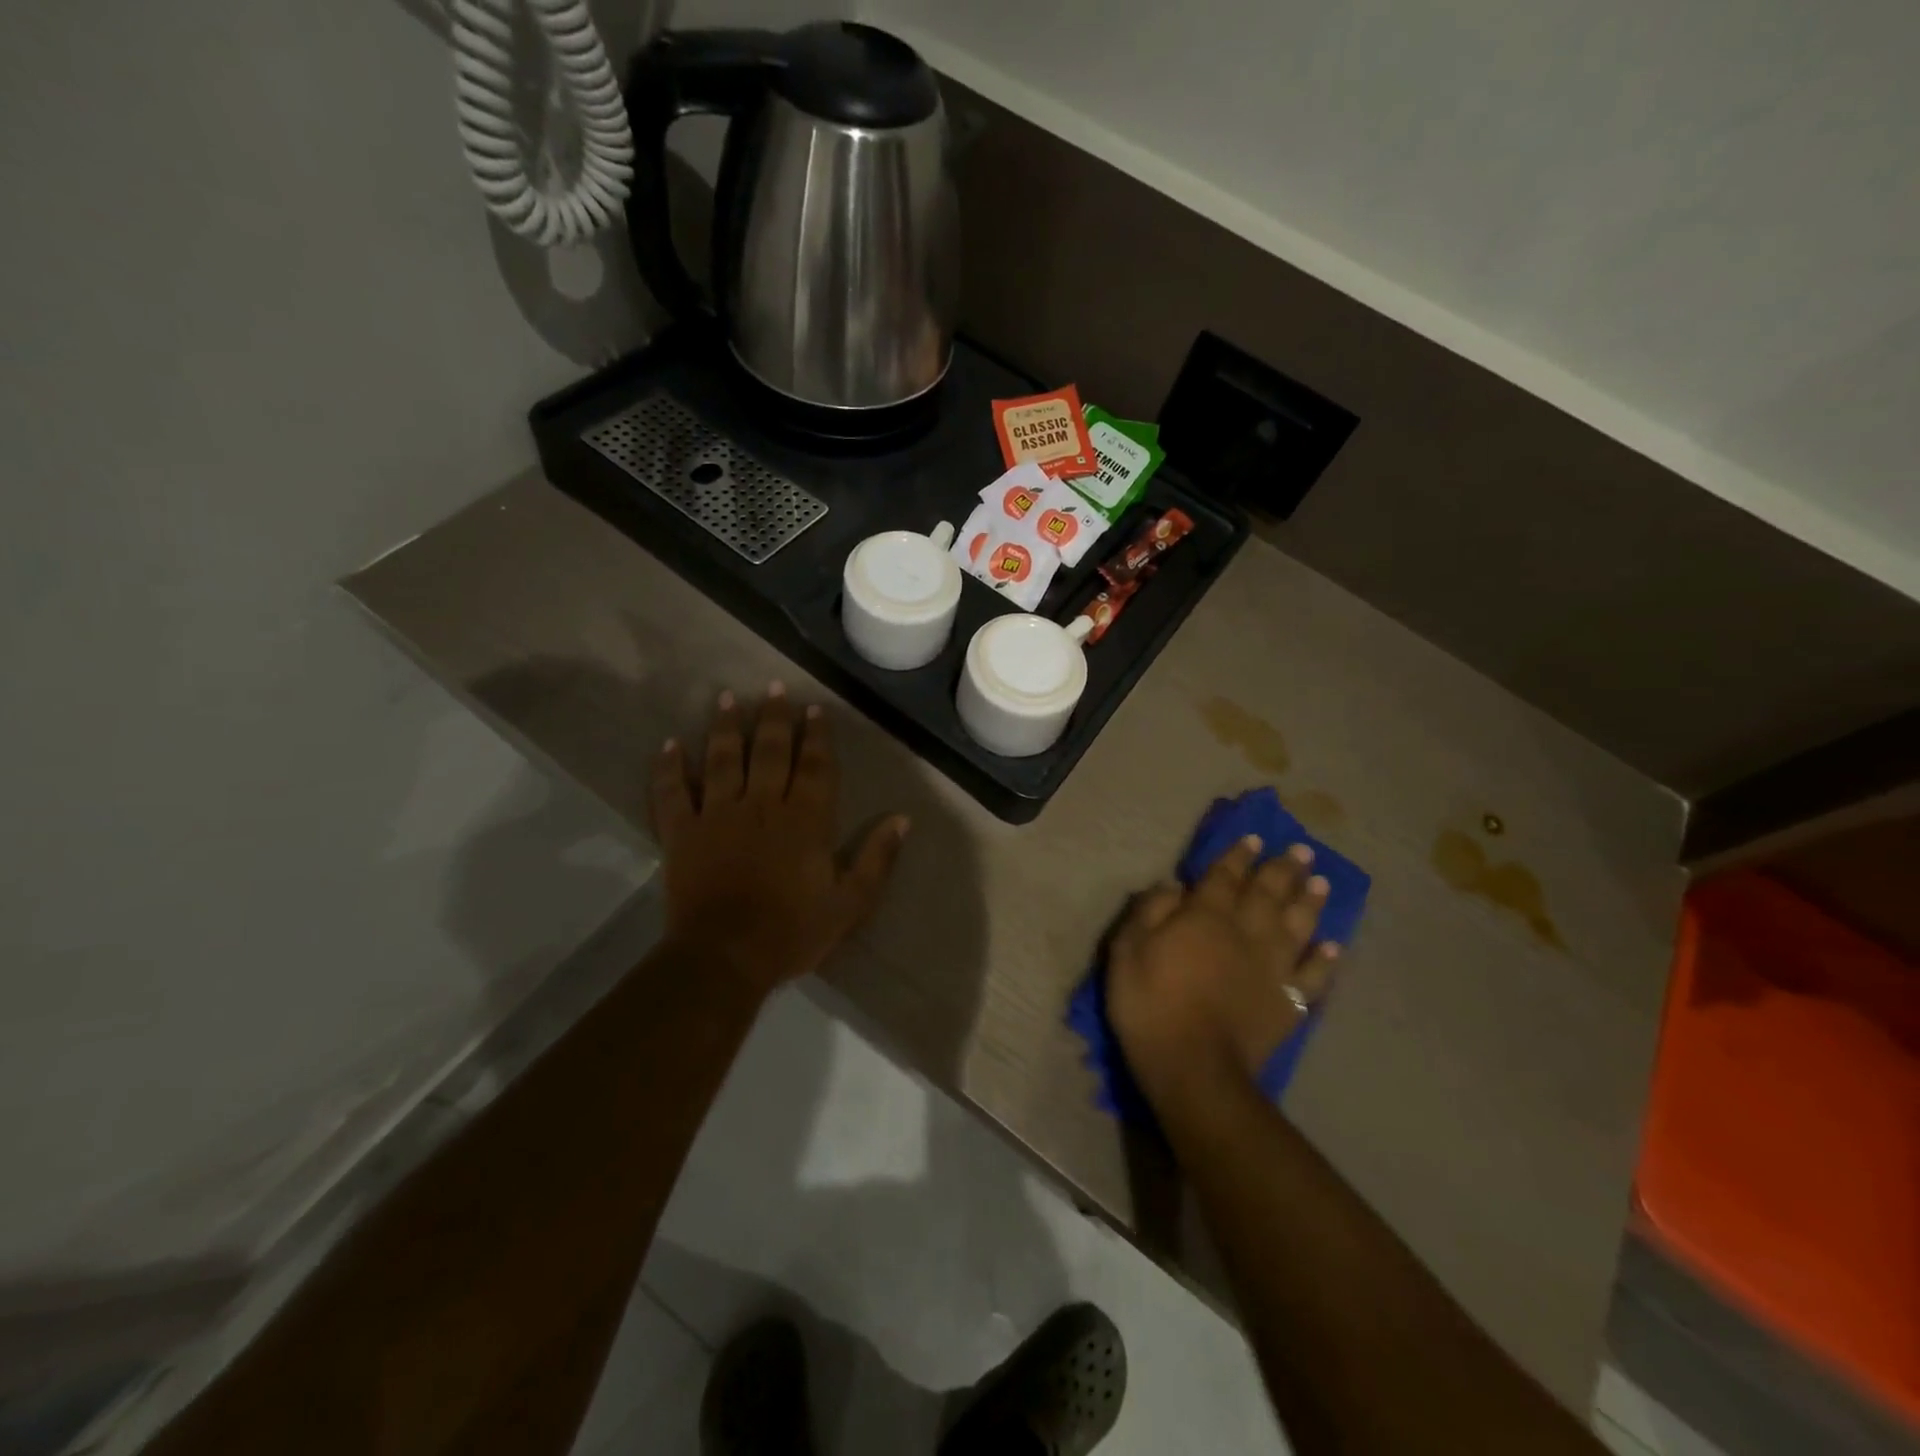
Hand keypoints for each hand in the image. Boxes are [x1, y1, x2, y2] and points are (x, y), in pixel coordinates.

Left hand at [651, 685, 907, 993]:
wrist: (725, 958)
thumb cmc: (792, 932)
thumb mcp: (850, 903)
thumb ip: (876, 859)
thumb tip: (902, 819)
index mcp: (805, 820)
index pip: (815, 766)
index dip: (817, 736)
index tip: (815, 709)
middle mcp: (762, 805)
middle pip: (769, 751)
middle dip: (774, 718)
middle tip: (774, 687)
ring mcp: (718, 815)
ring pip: (722, 760)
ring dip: (726, 727)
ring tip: (728, 698)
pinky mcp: (682, 833)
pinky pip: (672, 793)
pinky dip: (669, 768)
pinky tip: (669, 744)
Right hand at [1106, 836, 1339, 1106]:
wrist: (1193, 1066)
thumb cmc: (1150, 1003)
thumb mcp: (1128, 948)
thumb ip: (1149, 911)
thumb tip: (1173, 886)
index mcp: (1206, 915)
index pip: (1225, 875)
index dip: (1238, 855)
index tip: (1255, 838)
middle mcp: (1246, 932)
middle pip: (1269, 893)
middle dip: (1284, 868)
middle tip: (1302, 850)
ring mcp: (1273, 968)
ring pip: (1298, 926)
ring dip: (1310, 902)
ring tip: (1322, 882)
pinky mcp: (1289, 1003)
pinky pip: (1314, 976)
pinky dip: (1326, 960)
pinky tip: (1334, 947)